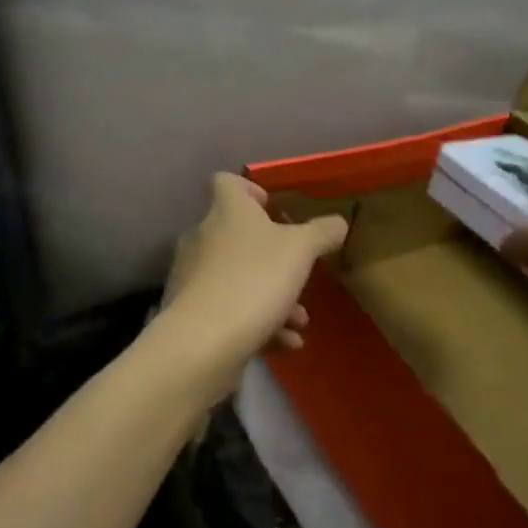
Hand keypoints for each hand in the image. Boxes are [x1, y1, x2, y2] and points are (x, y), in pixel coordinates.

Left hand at [153, 174, 348, 402]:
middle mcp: (203, 238)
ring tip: (299, 321)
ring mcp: (193, 278)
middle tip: (299, 273)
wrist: (203, 343)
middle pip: (237, 236)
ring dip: (273, 297)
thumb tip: (337, 223)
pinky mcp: (190, 315)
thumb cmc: (254, 280)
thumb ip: (321, 233)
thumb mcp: (301, 251)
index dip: (250, 190)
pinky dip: (258, 324)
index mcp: (226, 212)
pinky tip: (285, 344)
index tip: (274, 209)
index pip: (227, 183)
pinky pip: (230, 312)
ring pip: (239, 279)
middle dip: (274, 258)